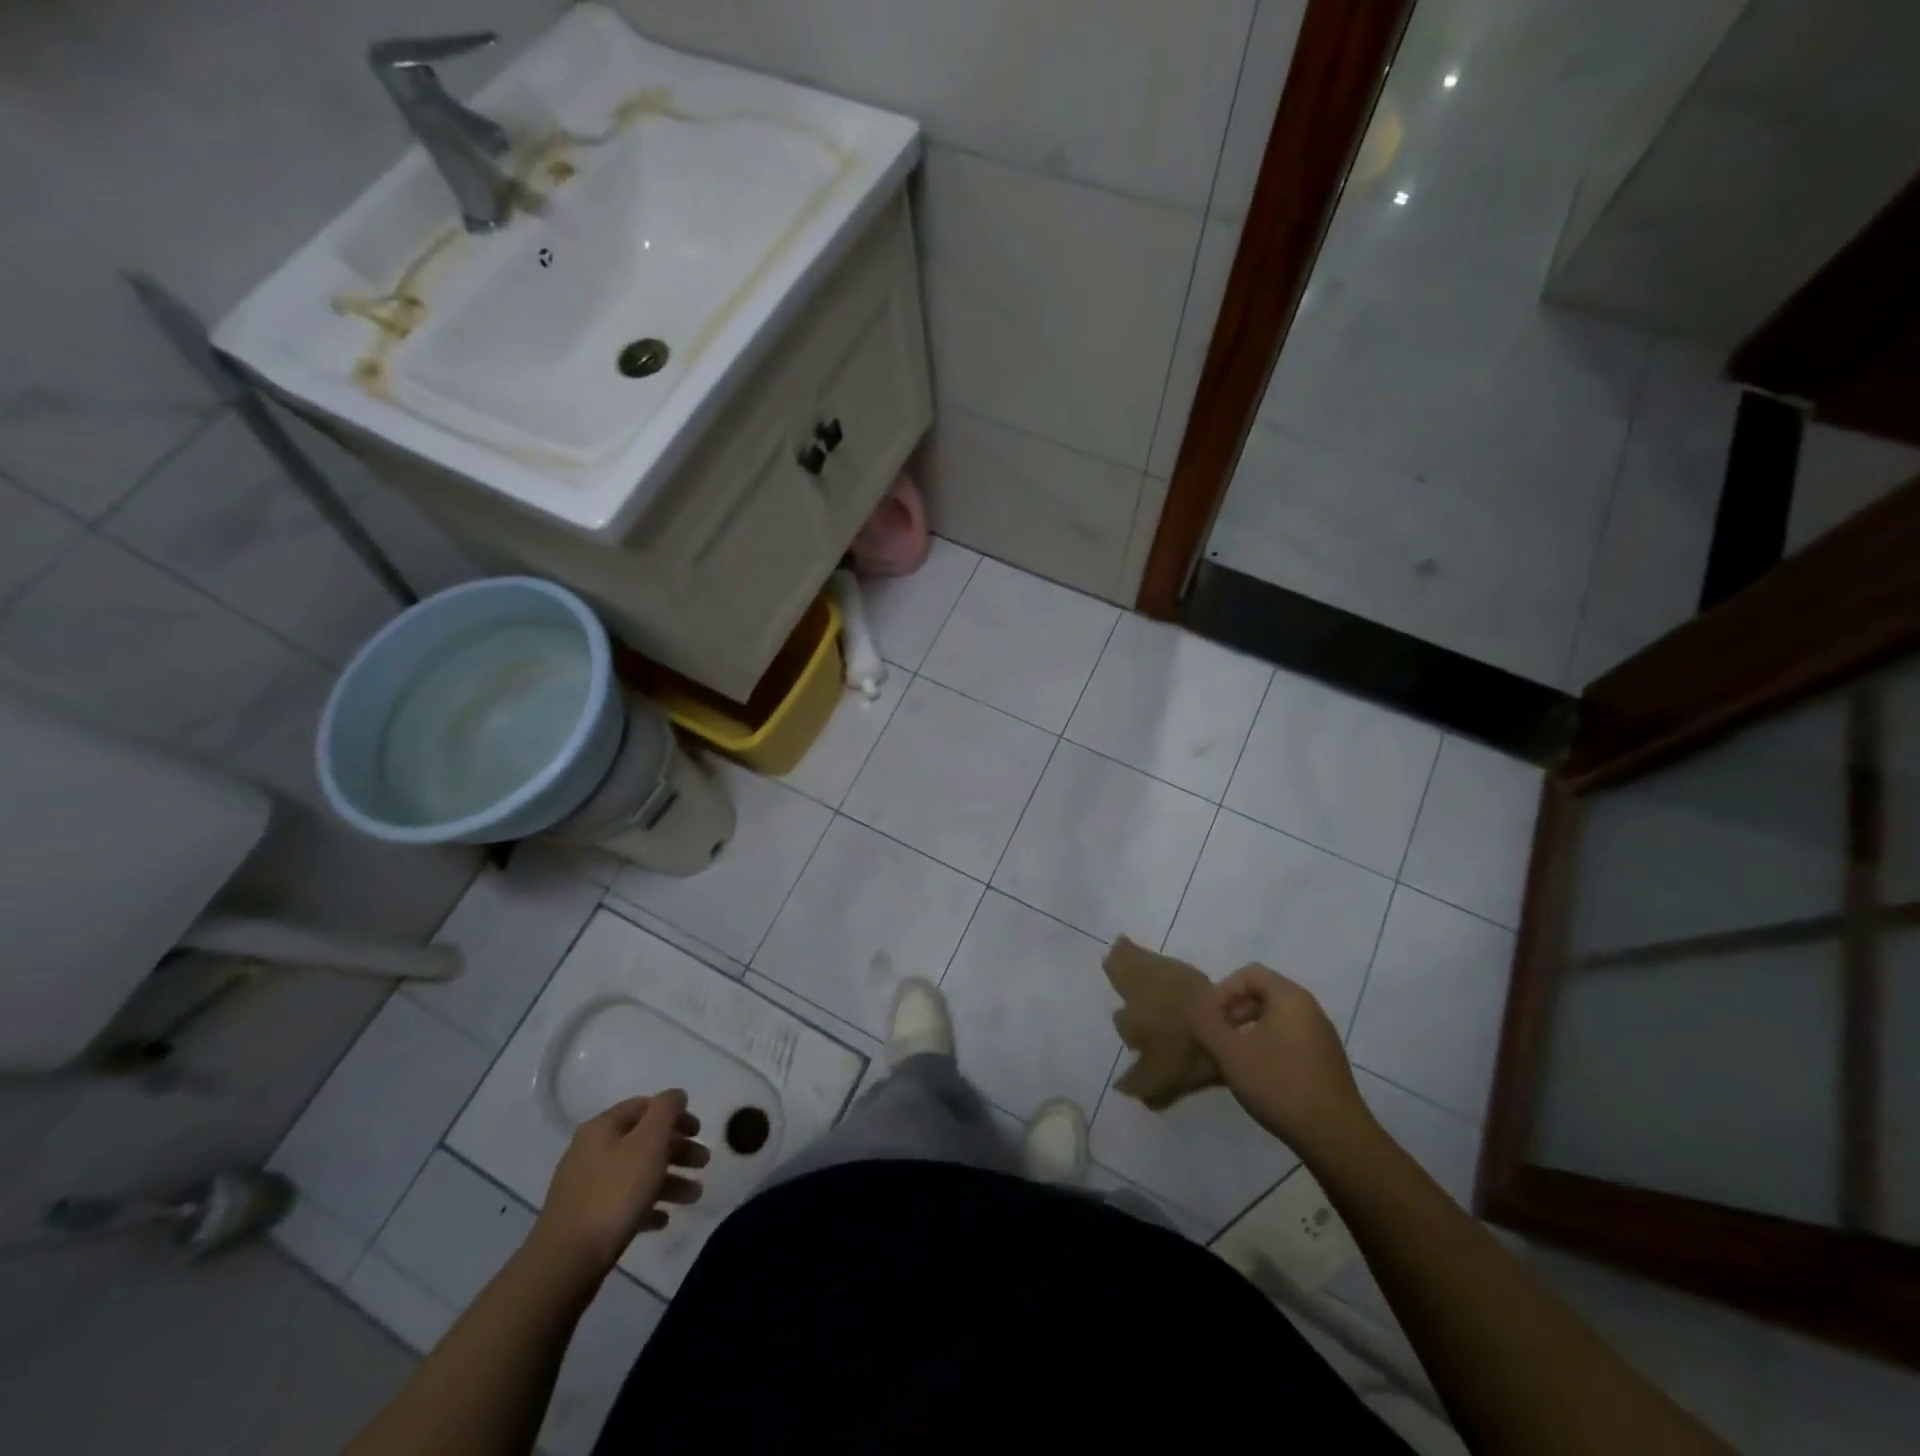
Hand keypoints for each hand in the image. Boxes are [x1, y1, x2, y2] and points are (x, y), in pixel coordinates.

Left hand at [529, 1090, 708, 1280]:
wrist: (565, 1263)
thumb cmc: (614, 1194)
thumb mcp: (649, 1142)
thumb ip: (666, 1110)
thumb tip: (675, 1095)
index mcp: (603, 1127)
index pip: (645, 1106)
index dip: (676, 1114)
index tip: (699, 1132)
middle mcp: (591, 1150)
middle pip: (643, 1141)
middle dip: (677, 1150)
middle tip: (703, 1163)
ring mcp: (585, 1186)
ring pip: (636, 1173)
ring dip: (669, 1180)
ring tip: (694, 1197)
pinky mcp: (585, 1219)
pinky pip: (623, 1203)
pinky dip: (647, 1205)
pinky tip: (663, 1219)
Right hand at [1189, 967, 1372, 1152]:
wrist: (1336, 1138)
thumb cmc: (1279, 1084)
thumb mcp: (1230, 1052)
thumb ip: (1206, 1024)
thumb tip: (1196, 1009)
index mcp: (1290, 998)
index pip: (1249, 973)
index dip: (1222, 990)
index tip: (1208, 1018)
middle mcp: (1310, 1010)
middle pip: (1263, 994)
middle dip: (1233, 1010)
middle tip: (1216, 1036)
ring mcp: (1321, 1038)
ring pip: (1275, 1019)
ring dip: (1247, 1031)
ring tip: (1231, 1058)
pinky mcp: (1326, 1063)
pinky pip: (1289, 1040)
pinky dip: (1266, 1047)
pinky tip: (1255, 1076)